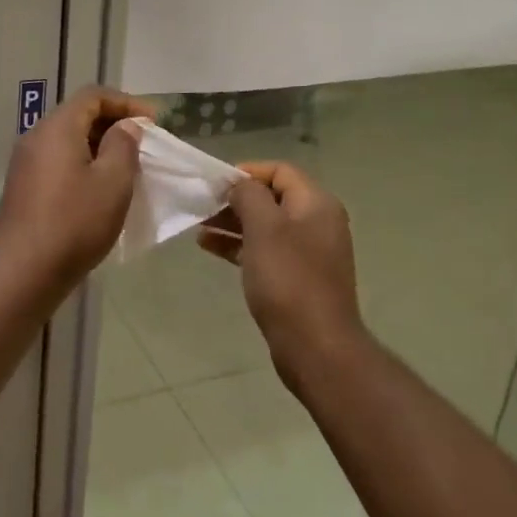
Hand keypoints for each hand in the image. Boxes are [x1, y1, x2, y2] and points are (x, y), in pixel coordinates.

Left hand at [0, 86, 151, 290]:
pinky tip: (100, 189)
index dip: (126, 103)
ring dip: (99, 146)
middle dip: (113, 124)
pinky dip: (83, 164)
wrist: (23, 271)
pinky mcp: (23, 187)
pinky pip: (58, 161)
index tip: (153, 123)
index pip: (93, 96)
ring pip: (68, 140)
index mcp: (57, 128)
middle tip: (143, 145)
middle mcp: (36, 137)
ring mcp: (26, 163)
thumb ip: (123, 145)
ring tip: (126, 167)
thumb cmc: (75, 222)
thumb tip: (125, 127)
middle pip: (78, 115)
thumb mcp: (113, 182)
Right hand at [197, 161, 364, 376]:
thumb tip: (239, 185)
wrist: (315, 345)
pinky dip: (239, 245)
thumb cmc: (288, 279)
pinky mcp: (297, 277)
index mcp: (316, 204)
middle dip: (235, 199)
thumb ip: (249, 195)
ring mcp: (308, 252)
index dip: (247, 172)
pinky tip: (209, 247)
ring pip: (265, 225)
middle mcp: (317, 222)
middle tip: (202, 205)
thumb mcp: (264, 228)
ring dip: (233, 222)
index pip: (280, 171)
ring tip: (199, 226)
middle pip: (272, 197)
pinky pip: (265, 250)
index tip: (215, 184)